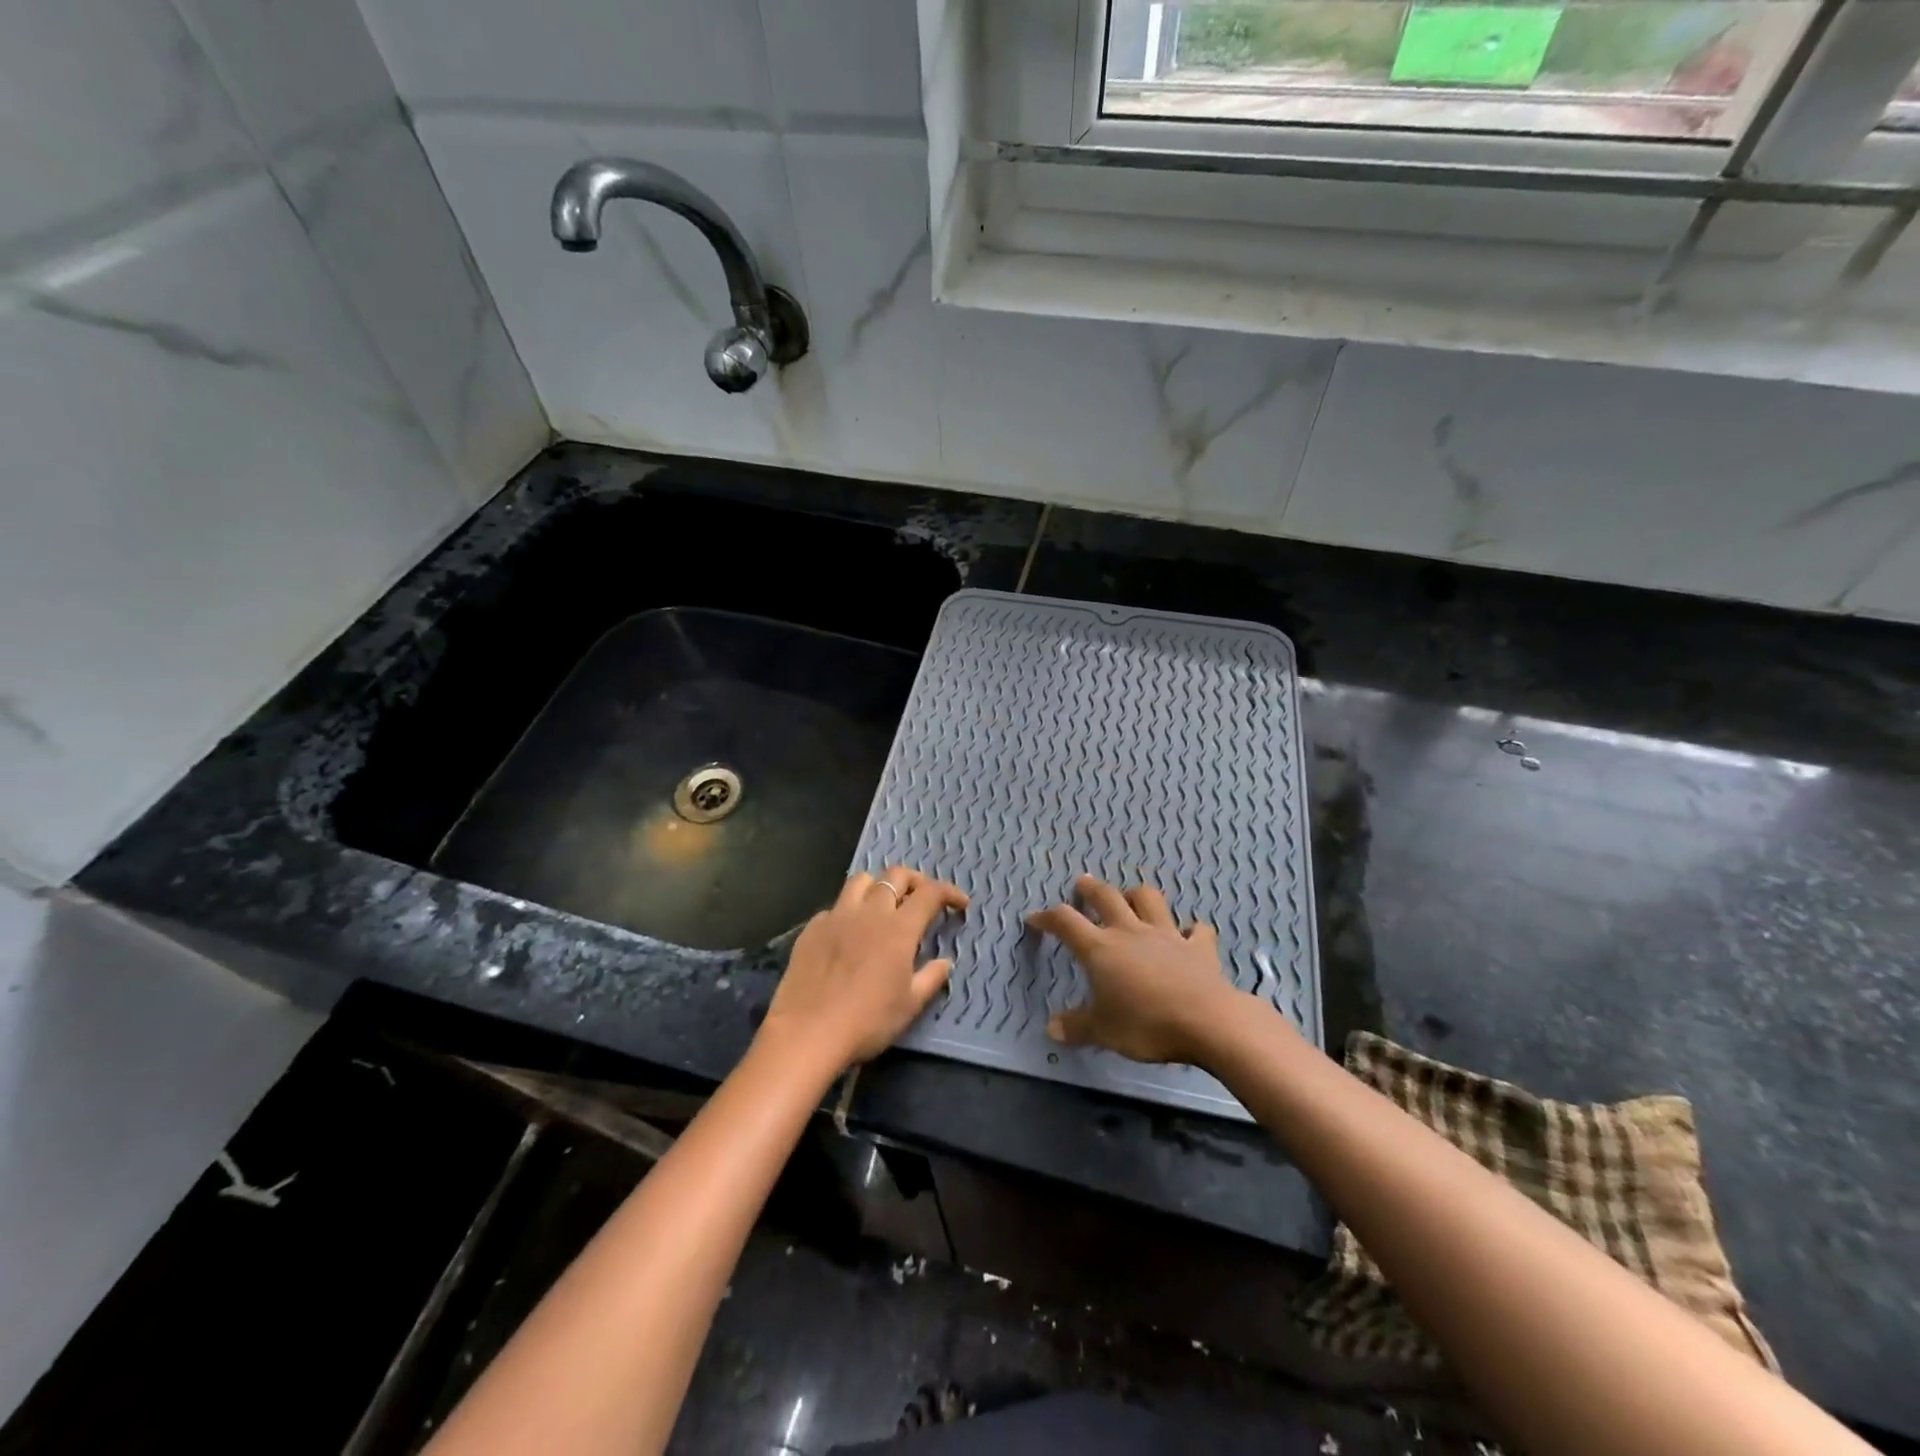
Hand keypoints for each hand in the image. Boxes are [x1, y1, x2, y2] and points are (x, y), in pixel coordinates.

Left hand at [760, 866, 968, 1074]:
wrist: (807, 1033)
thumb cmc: (867, 1022)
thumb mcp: (910, 1005)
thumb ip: (931, 978)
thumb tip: (944, 962)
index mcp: (899, 928)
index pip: (930, 893)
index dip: (948, 892)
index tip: (960, 904)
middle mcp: (869, 912)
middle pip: (895, 875)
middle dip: (915, 881)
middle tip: (922, 899)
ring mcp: (837, 917)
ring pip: (861, 880)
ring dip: (879, 885)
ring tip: (884, 904)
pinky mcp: (812, 929)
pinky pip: (835, 906)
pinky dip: (849, 911)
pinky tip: (849, 933)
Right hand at [1028, 875, 1248, 1066]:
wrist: (1208, 1021)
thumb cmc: (1146, 1025)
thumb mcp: (1103, 1031)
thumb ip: (1076, 1026)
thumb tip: (1051, 1028)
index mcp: (1100, 949)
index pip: (1065, 922)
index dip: (1047, 917)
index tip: (1035, 919)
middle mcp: (1130, 932)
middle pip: (1106, 897)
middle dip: (1090, 889)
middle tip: (1082, 883)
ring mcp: (1166, 935)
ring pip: (1148, 899)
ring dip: (1137, 895)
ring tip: (1131, 898)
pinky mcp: (1198, 947)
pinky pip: (1196, 930)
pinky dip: (1191, 931)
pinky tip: (1189, 935)